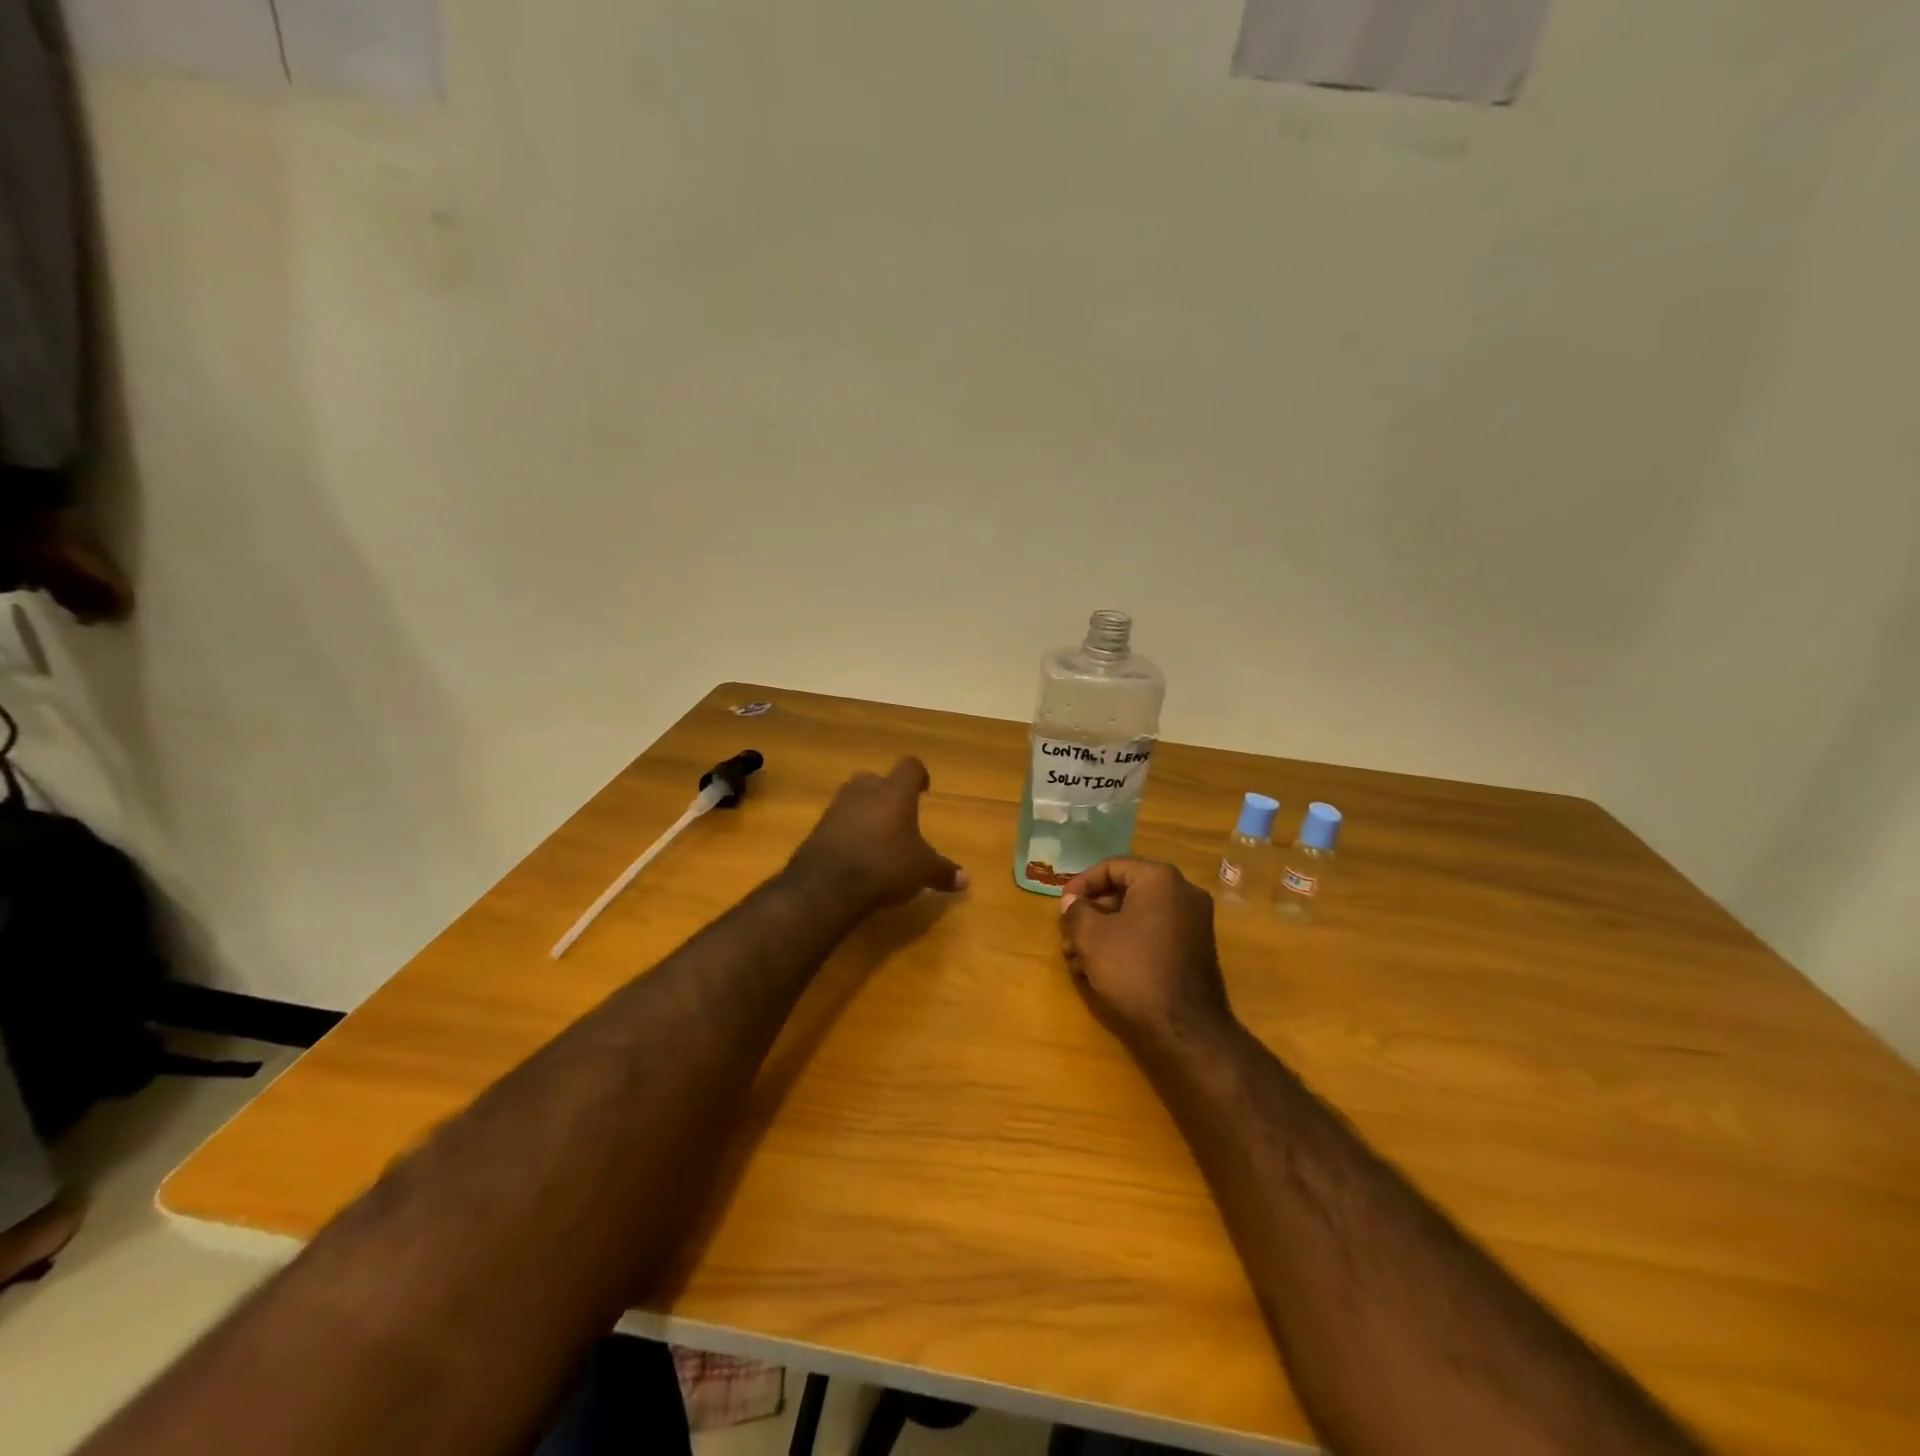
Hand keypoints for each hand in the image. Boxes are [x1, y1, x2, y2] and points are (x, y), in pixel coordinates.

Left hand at [786, 758, 967, 911]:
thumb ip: (943, 872)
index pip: (910, 767)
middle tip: (898, 814)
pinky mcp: (817, 828)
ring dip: (865, 812)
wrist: (827, 885)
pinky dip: (847, 832)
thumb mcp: (921, 870)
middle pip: (876, 779)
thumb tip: (967, 880)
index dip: (919, 775)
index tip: (924, 789)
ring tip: (877, 836)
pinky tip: (856, 853)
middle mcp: (864, 790)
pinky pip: (837, 822)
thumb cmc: (885, 865)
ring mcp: (836, 807)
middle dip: (887, 793)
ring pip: (854, 799)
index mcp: (895, 792)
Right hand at [1059, 859, 1233, 1056]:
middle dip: (1091, 913)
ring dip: (1104, 932)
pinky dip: (1127, 944)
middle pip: (1126, 891)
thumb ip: (1077, 911)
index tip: (1062, 905)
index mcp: (1161, 880)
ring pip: (1137, 917)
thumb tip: (1072, 901)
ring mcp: (1193, 923)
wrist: (1186, 1029)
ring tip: (1076, 958)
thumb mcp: (1092, 937)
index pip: (1113, 867)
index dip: (1082, 883)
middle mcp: (1183, 894)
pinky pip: (1153, 935)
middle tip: (1068, 934)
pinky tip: (1100, 970)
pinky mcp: (1194, 950)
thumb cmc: (1134, 970)